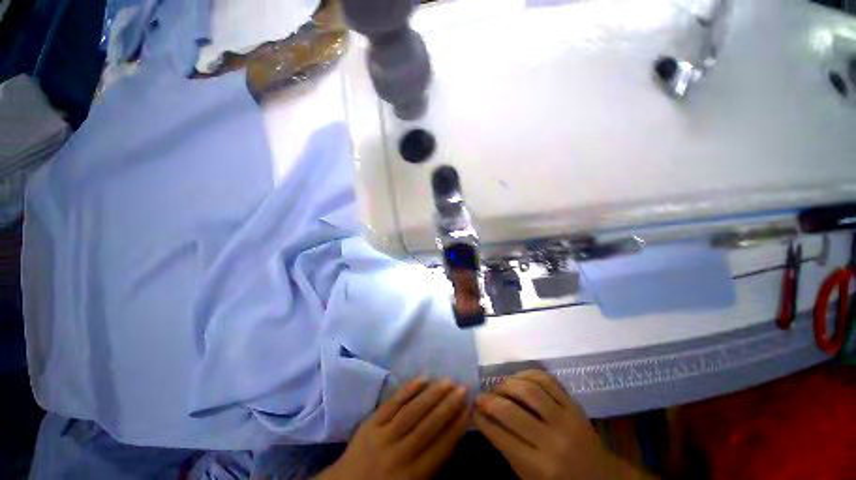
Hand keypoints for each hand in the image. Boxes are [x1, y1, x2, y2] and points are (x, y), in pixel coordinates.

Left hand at [316, 378, 469, 479]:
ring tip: (448, 380)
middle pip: (428, 426)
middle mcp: (399, 455)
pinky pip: (392, 403)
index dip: (456, 427)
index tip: (469, 409)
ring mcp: (382, 436)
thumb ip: (432, 466)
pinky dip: (408, 389)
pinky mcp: (371, 422)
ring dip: (432, 394)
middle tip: (463, 388)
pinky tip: (422, 378)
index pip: (440, 448)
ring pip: (412, 411)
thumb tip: (452, 439)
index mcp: (411, 477)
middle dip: (448, 406)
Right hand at [474, 370, 649, 479]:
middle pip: (512, 411)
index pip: (501, 436)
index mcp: (540, 468)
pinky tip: (517, 379)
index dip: (482, 420)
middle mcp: (553, 441)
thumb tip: (484, 418)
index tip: (472, 409)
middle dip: (489, 400)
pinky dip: (527, 374)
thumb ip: (507, 449)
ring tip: (498, 387)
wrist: (603, 478)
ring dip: (507, 384)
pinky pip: (546, 380)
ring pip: (529, 390)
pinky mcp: (574, 405)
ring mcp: (566, 419)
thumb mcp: (530, 478)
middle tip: (480, 396)